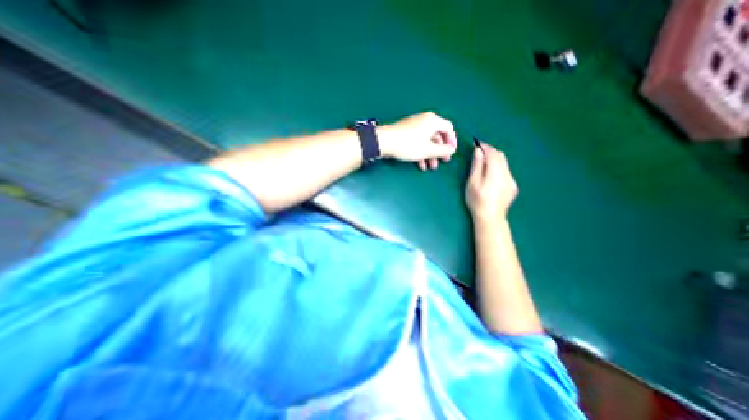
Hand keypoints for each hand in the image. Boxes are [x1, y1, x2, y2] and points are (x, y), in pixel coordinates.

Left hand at [382, 111, 455, 169]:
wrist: (384, 142)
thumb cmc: (409, 145)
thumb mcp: (428, 150)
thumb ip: (443, 150)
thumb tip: (452, 150)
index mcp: (433, 121)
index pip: (448, 128)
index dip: (452, 141)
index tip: (451, 153)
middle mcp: (424, 120)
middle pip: (437, 135)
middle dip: (440, 151)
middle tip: (442, 162)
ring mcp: (414, 126)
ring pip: (427, 140)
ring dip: (430, 154)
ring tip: (430, 167)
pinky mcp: (406, 132)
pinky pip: (418, 141)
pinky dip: (421, 152)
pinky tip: (420, 164)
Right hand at [466, 143, 518, 222]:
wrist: (491, 218)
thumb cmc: (477, 201)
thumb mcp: (472, 183)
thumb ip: (477, 166)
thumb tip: (478, 151)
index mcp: (495, 173)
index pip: (492, 153)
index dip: (485, 147)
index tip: (477, 144)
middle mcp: (507, 174)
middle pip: (501, 156)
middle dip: (490, 152)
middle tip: (479, 153)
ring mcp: (512, 180)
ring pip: (504, 163)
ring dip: (495, 160)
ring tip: (484, 164)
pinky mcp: (513, 186)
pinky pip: (506, 171)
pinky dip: (498, 168)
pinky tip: (491, 176)